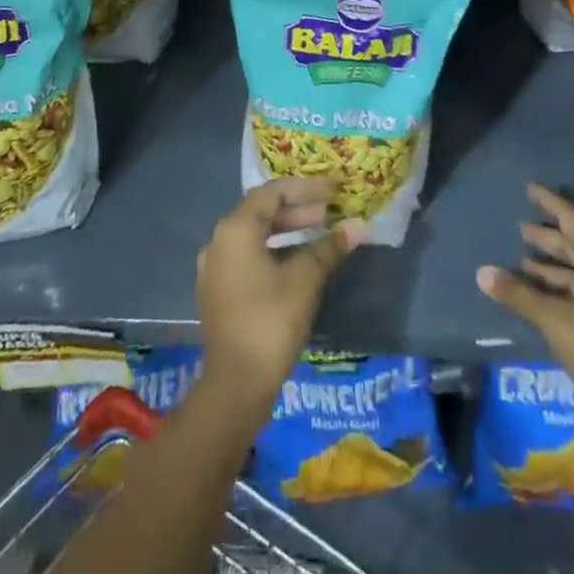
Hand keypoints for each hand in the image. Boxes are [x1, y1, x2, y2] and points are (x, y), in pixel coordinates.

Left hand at [197, 179, 363, 397]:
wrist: (235, 386)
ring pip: (253, 235)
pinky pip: (246, 256)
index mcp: (236, 229)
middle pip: (260, 212)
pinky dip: (272, 250)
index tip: (331, 190)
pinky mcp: (218, 291)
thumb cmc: (270, 321)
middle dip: (296, 209)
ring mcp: (214, 268)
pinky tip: (295, 262)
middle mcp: (219, 241)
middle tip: (327, 212)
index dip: (304, 188)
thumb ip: (330, 248)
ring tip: (317, 233)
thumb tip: (359, 226)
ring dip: (285, 230)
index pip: (272, 193)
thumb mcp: (305, 280)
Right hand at [476, 184, 573, 454]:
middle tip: (519, 229)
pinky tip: (534, 300)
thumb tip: (482, 272)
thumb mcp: (558, 321)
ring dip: (549, 269)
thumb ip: (520, 296)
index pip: (573, 223)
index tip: (529, 189)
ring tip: (520, 262)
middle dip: (547, 239)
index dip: (551, 204)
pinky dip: (553, 294)